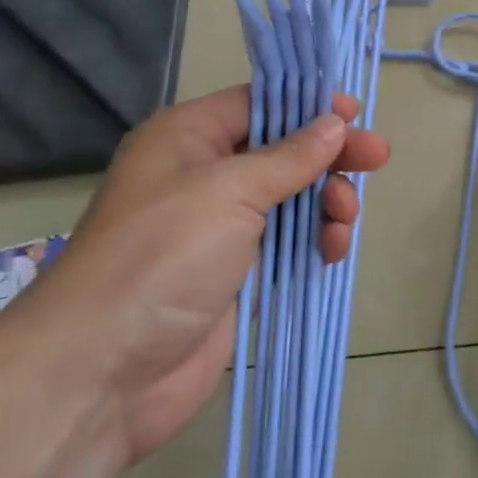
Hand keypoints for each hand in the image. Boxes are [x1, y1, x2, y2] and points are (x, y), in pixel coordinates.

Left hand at [0, 85, 389, 464]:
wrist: (102, 373)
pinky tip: (332, 250)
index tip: (356, 114)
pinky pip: (286, 243)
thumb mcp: (230, 191)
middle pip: (280, 150)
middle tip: (375, 162)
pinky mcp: (233, 274)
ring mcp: (217, 228)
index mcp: (187, 138)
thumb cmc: (163, 256)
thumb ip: (290, 157)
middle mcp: (202, 175)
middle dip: (327, 157)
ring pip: (289, 198)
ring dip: (324, 203)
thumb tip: (335, 123)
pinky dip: (313, 241)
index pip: (258, 103)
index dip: (308, 105)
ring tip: (343, 221)